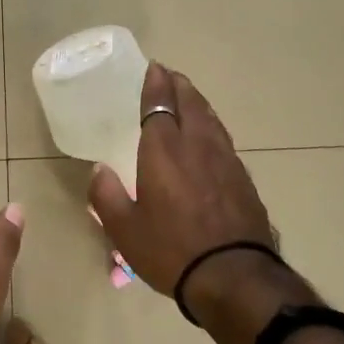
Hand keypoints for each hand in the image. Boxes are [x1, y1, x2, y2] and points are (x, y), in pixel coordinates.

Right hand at [88, 63, 276, 305]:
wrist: (235, 276)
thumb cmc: (172, 250)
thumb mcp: (124, 230)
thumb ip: (106, 195)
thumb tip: (99, 170)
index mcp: (164, 151)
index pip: (158, 105)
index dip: (155, 84)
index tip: (153, 68)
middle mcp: (197, 146)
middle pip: (190, 103)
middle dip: (178, 85)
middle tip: (169, 75)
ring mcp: (225, 160)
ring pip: (210, 119)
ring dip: (197, 102)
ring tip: (188, 97)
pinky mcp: (243, 179)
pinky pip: (223, 139)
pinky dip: (211, 126)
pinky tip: (209, 136)